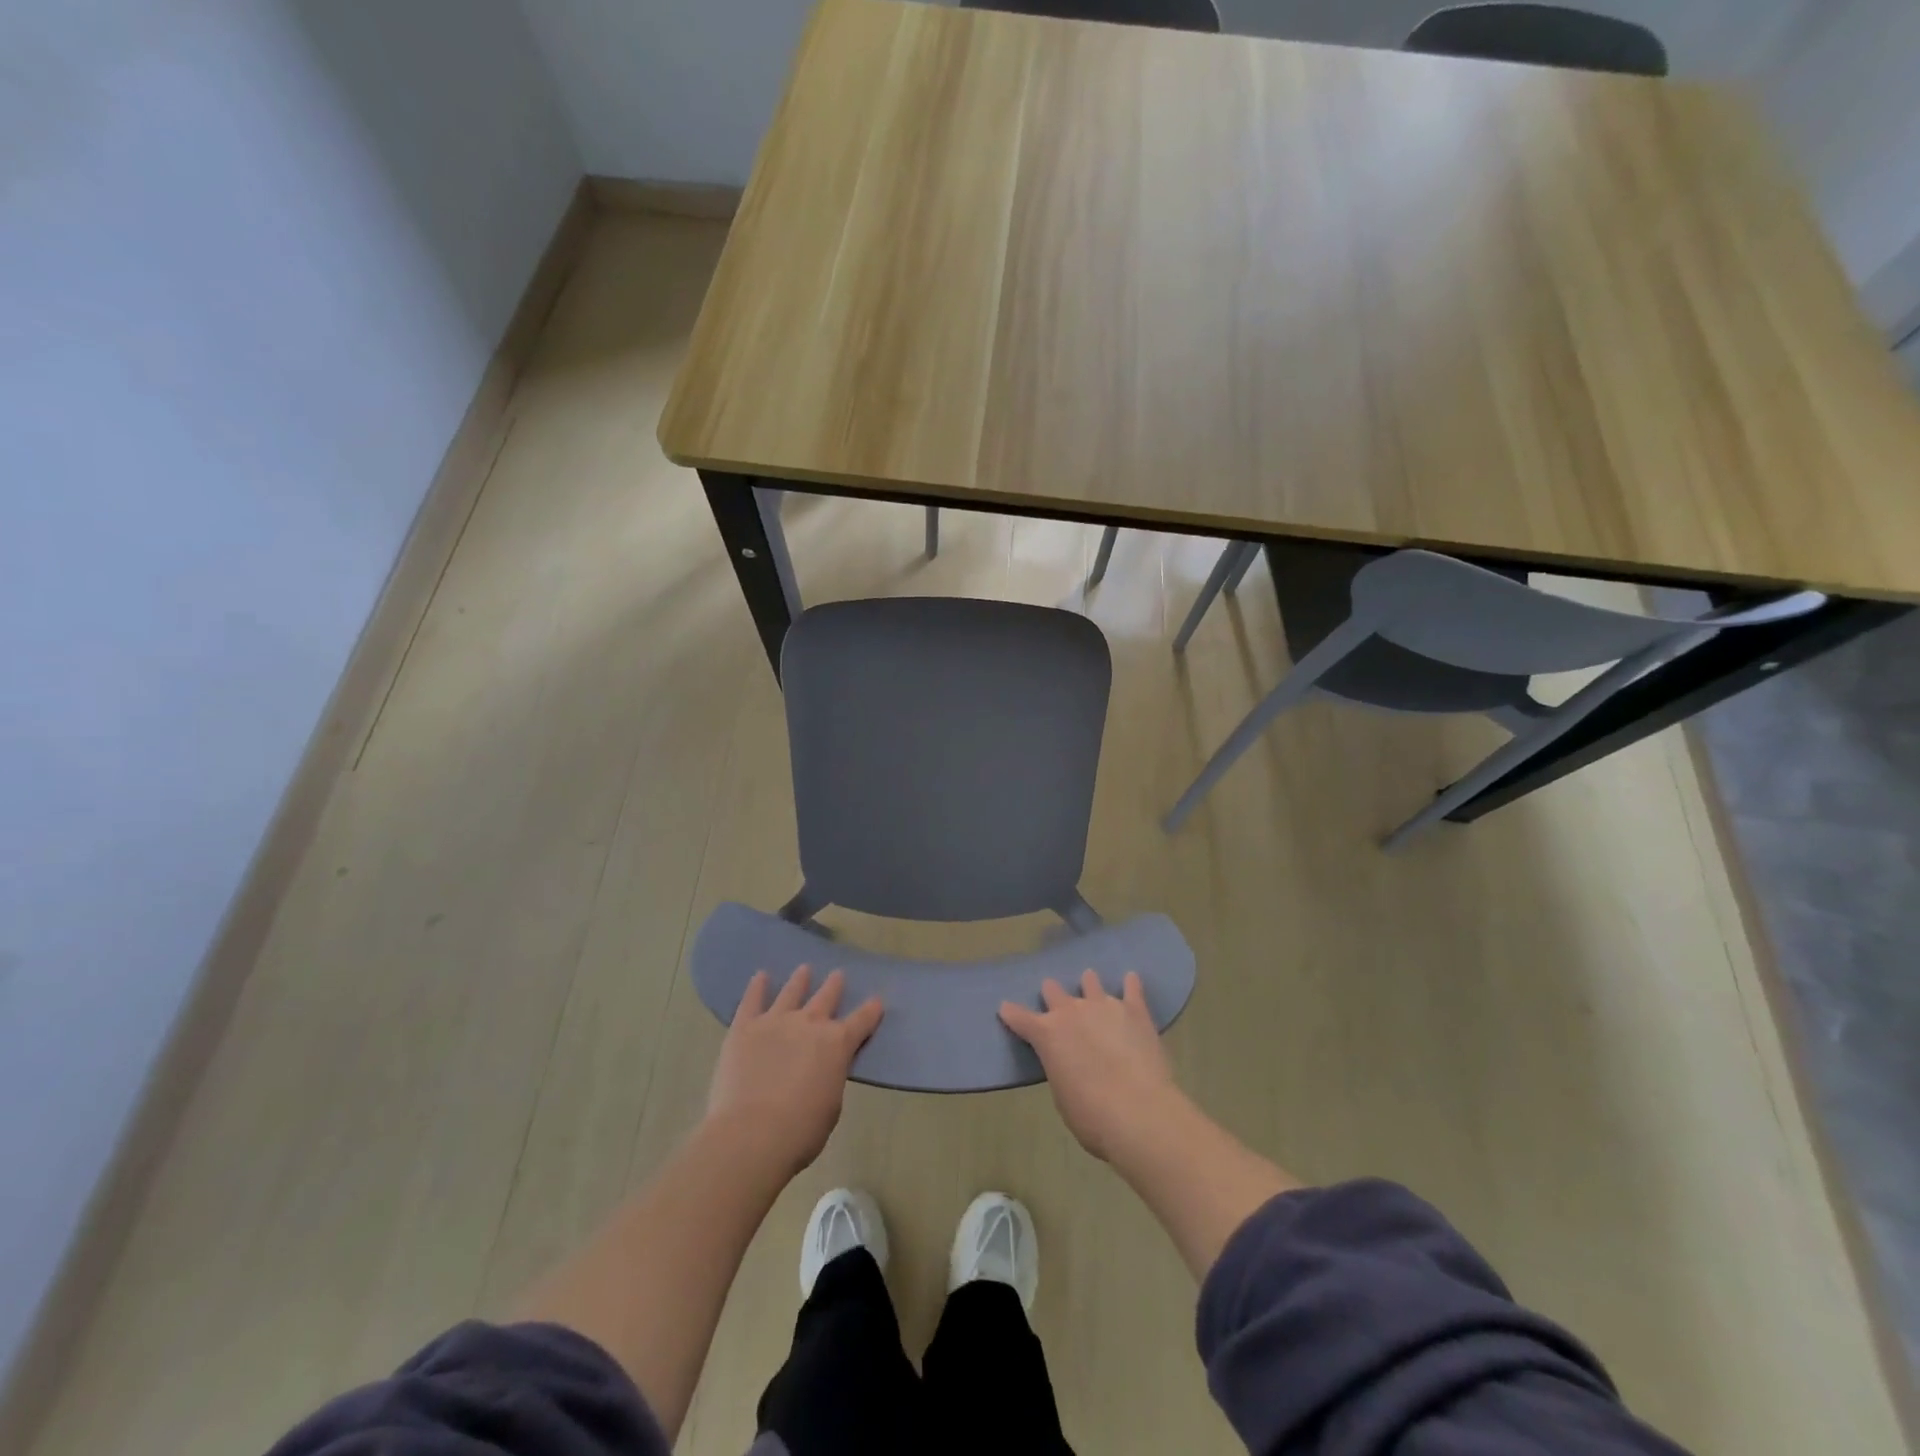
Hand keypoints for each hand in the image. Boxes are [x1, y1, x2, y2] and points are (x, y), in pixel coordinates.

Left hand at [706, 966, 882, 1178]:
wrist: (752, 1133)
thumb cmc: (800, 1130)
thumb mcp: (831, 1104)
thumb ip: (830, 1077)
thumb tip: (822, 1069)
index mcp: (838, 1044)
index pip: (862, 1021)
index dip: (871, 1010)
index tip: (877, 1000)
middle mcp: (810, 1023)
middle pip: (827, 997)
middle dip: (834, 986)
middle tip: (838, 975)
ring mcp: (776, 1021)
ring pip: (791, 992)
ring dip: (800, 980)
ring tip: (804, 970)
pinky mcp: (745, 1027)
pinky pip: (752, 1000)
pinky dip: (757, 987)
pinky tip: (760, 976)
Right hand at [999, 971, 1184, 1162]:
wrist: (1138, 1112)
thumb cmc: (1091, 1116)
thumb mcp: (1062, 1095)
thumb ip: (1061, 1068)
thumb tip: (1070, 1062)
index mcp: (1047, 1034)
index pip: (1019, 1017)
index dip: (1011, 1013)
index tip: (1006, 1008)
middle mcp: (1071, 1011)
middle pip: (1053, 990)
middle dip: (1052, 995)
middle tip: (1056, 1002)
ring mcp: (1104, 1005)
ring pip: (1090, 982)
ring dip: (1088, 986)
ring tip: (1091, 987)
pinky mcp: (1135, 1010)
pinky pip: (1132, 988)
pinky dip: (1130, 984)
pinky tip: (1131, 979)